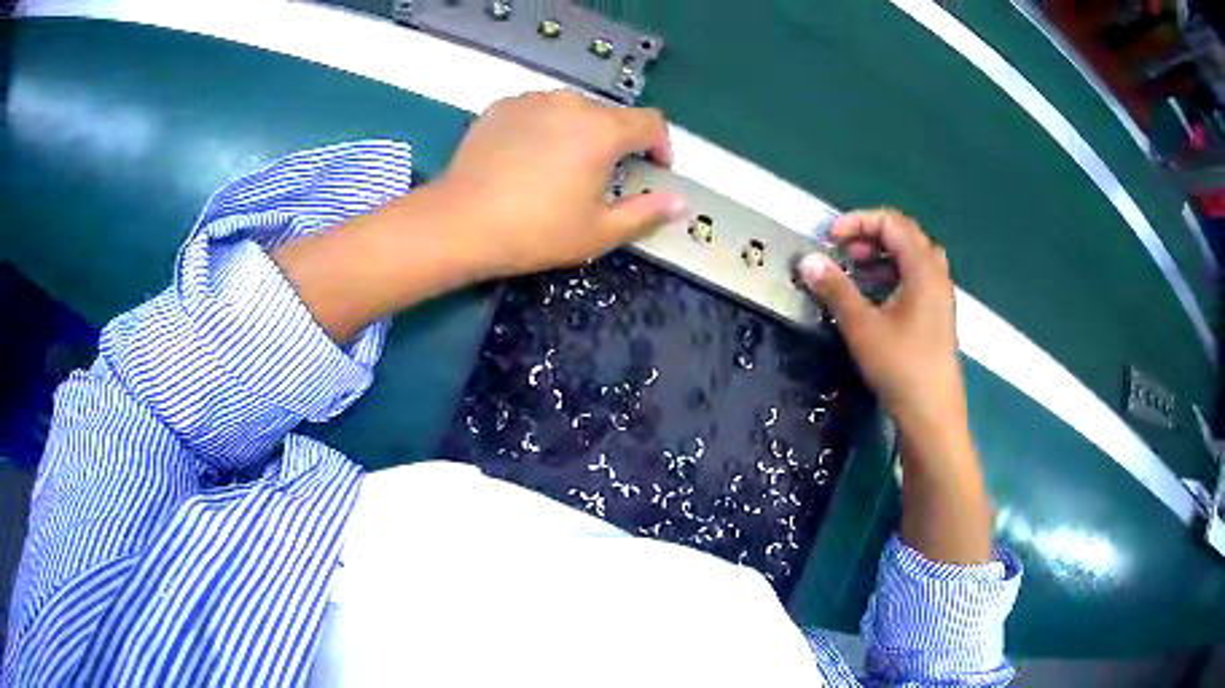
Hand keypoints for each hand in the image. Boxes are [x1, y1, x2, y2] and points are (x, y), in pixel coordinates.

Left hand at [436, 91, 686, 277]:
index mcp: (602, 130)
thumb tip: (681, 202)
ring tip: (564, 166)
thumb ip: (646, 213)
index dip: (662, 145)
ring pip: (573, 110)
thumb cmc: (536, 231)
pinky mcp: (502, 106)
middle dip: (619, 142)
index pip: (651, 122)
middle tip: (605, 177)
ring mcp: (532, 100)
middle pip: (610, 115)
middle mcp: (571, 103)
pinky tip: (529, 158)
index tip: (656, 168)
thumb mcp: (599, 232)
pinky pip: (539, 111)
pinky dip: (546, 128)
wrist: (460, 223)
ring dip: (581, 132)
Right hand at [798, 209, 967, 451]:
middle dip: (871, 236)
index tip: (830, 239)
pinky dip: (892, 276)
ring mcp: (940, 297)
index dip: (858, 221)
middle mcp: (936, 275)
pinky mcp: (937, 316)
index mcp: (923, 268)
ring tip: (855, 272)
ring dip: (882, 256)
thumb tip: (808, 261)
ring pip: (912, 258)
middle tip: (844, 252)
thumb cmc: (901, 368)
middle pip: (905, 235)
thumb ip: (835, 289)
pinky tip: (873, 298)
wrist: (933, 416)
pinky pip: (916, 280)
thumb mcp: (862, 327)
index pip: (892, 222)